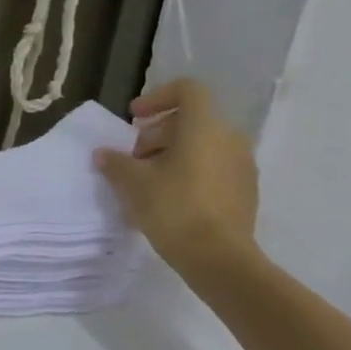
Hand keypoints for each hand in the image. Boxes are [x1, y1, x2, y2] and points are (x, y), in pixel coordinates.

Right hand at [94, 78, 258, 275]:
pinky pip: (214, 167)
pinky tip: (171, 198)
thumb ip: (116, 162)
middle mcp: (230, 138)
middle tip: (135, 159)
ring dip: (173, 154)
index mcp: (204, 127)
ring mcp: (243, 165)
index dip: (158, 97)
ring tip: (150, 181)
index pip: (187, 90)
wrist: (219, 259)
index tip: (135, 118)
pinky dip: (191, 171)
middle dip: (158, 133)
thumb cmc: (173, 208)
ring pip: (203, 144)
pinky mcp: (246, 190)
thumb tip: (104, 154)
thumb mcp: (132, 182)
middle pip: (190, 120)